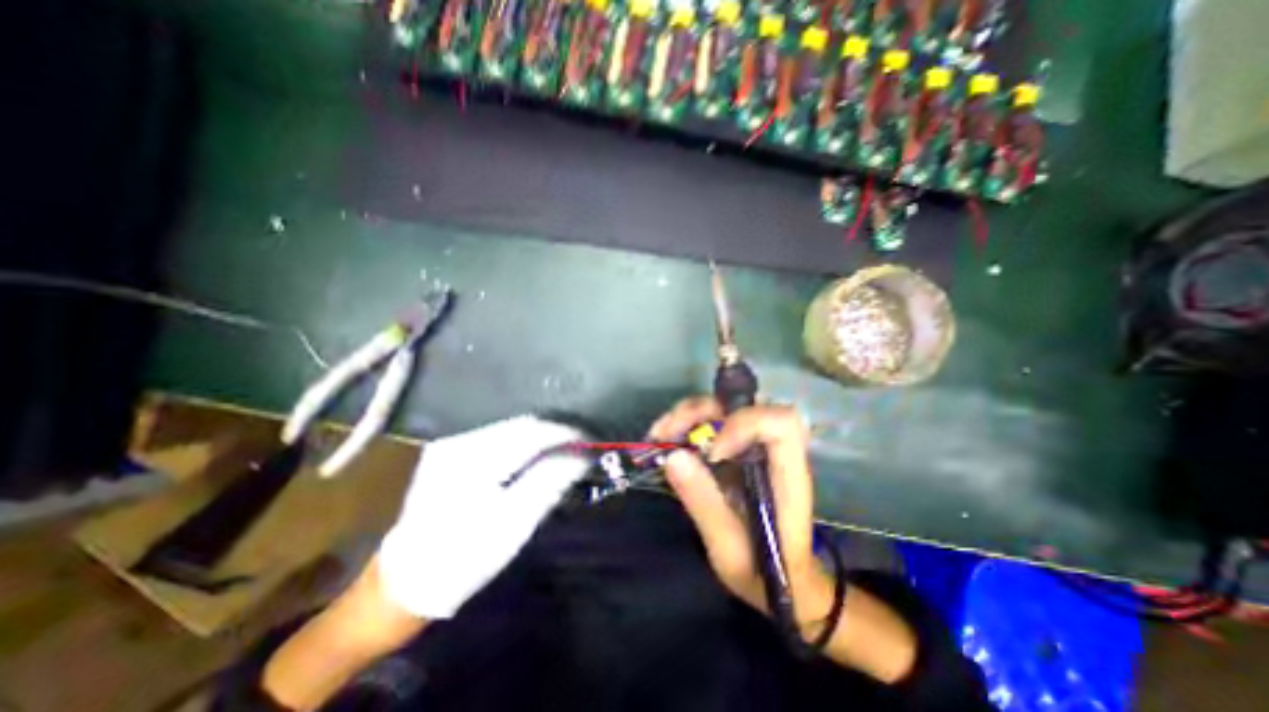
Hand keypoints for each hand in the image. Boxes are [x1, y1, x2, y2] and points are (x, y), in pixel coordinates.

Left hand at [377, 413, 591, 619]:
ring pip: (511, 429)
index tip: (591, 442)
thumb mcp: (512, 525)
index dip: (566, 433)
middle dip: (555, 433)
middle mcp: (462, 441)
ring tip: (563, 453)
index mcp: (474, 459)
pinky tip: (534, 459)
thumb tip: (580, 455)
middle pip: (522, 425)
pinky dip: (523, 444)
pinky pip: (499, 439)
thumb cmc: (462, 559)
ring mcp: (453, 445)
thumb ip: (548, 483)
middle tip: (581, 449)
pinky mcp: (452, 454)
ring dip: (541, 438)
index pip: (533, 431)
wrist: (401, 584)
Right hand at [654, 397, 912, 682]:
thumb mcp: (729, 549)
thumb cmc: (764, 570)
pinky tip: (664, 439)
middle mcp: (773, 449)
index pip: (780, 423)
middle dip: (701, 412)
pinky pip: (712, 421)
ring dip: (687, 415)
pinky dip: (685, 424)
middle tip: (665, 433)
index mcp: (787, 473)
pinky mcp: (737, 448)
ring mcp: (754, 445)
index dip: (745, 425)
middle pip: (744, 405)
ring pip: (723, 407)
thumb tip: (673, 457)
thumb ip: (704, 503)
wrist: (780, 579)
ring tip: (657, 435)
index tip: (712, 454)